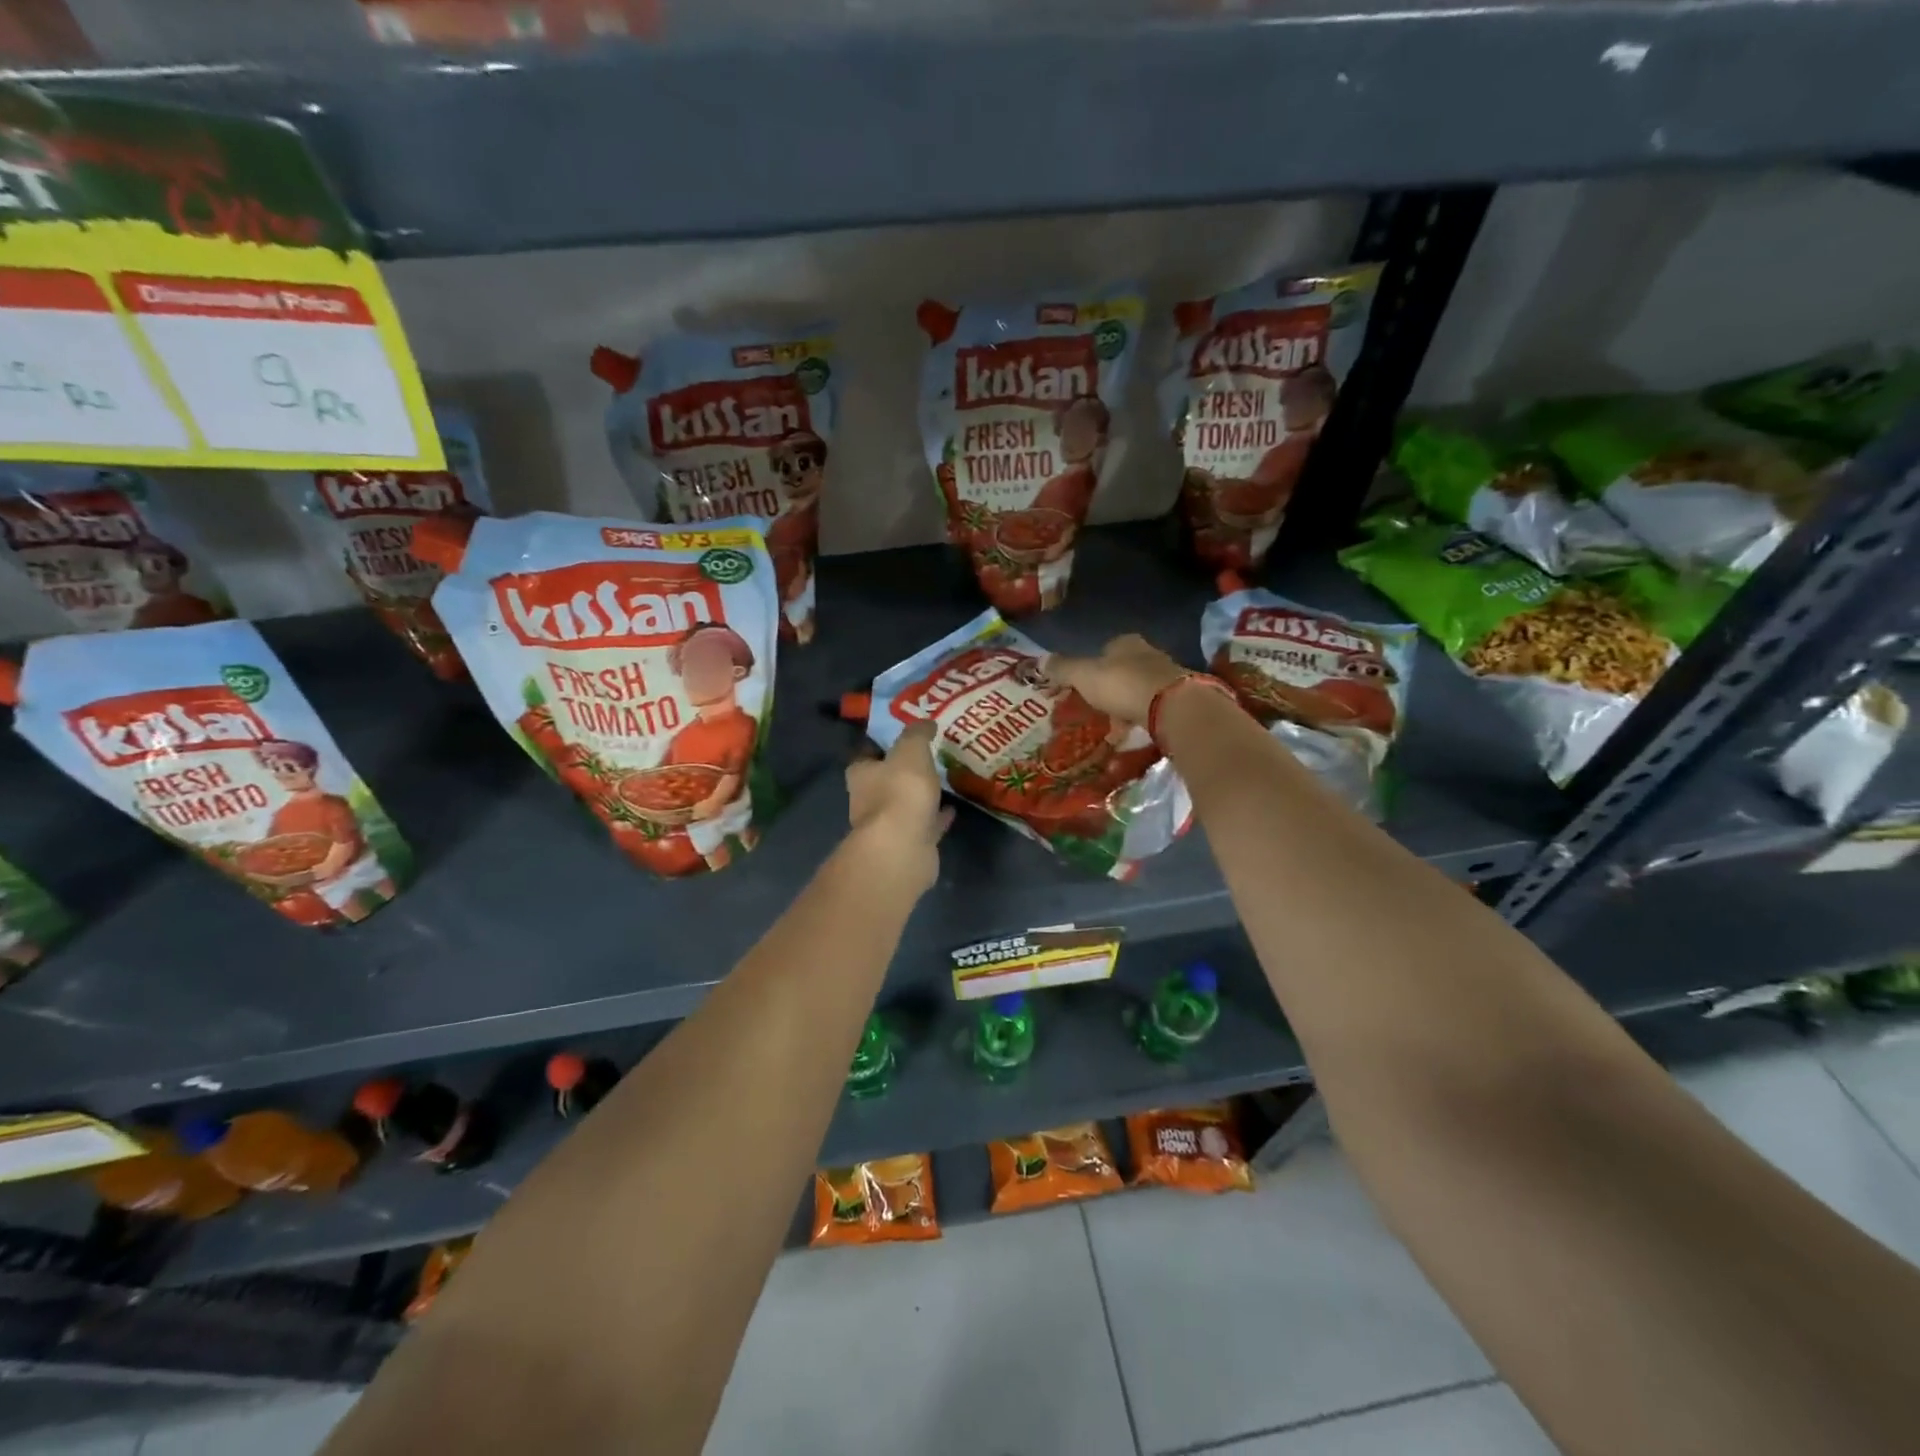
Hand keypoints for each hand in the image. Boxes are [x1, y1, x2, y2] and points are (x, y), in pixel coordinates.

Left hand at [845, 720, 951, 892]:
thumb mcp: (911, 750)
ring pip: (905, 805)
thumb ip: (917, 734)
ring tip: (942, 781)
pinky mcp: (909, 844)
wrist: (904, 846)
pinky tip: (952, 809)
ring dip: (920, 795)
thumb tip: (926, 722)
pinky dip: (936, 817)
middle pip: (884, 781)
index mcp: (861, 775)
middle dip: (901, 772)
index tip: (900, 737)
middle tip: (927, 757)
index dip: (880, 745)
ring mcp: (888, 826)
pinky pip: (924, 825)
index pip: (865, 755)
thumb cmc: (900, 791)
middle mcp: (868, 800)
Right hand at [1043, 635, 1189, 725]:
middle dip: (1107, 688)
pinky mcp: (1177, 699)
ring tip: (1110, 725)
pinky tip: (1130, 733)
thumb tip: (1040, 661)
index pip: (1104, 650)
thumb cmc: (1122, 684)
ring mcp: (1166, 676)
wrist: (1172, 706)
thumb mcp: (1084, 675)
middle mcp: (1148, 654)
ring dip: (1124, 705)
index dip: (1088, 667)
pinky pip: (1151, 708)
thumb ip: (1063, 669)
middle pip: (1121, 670)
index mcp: (1125, 643)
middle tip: (1092, 707)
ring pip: (1137, 689)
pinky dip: (1139, 719)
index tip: (1078, 686)